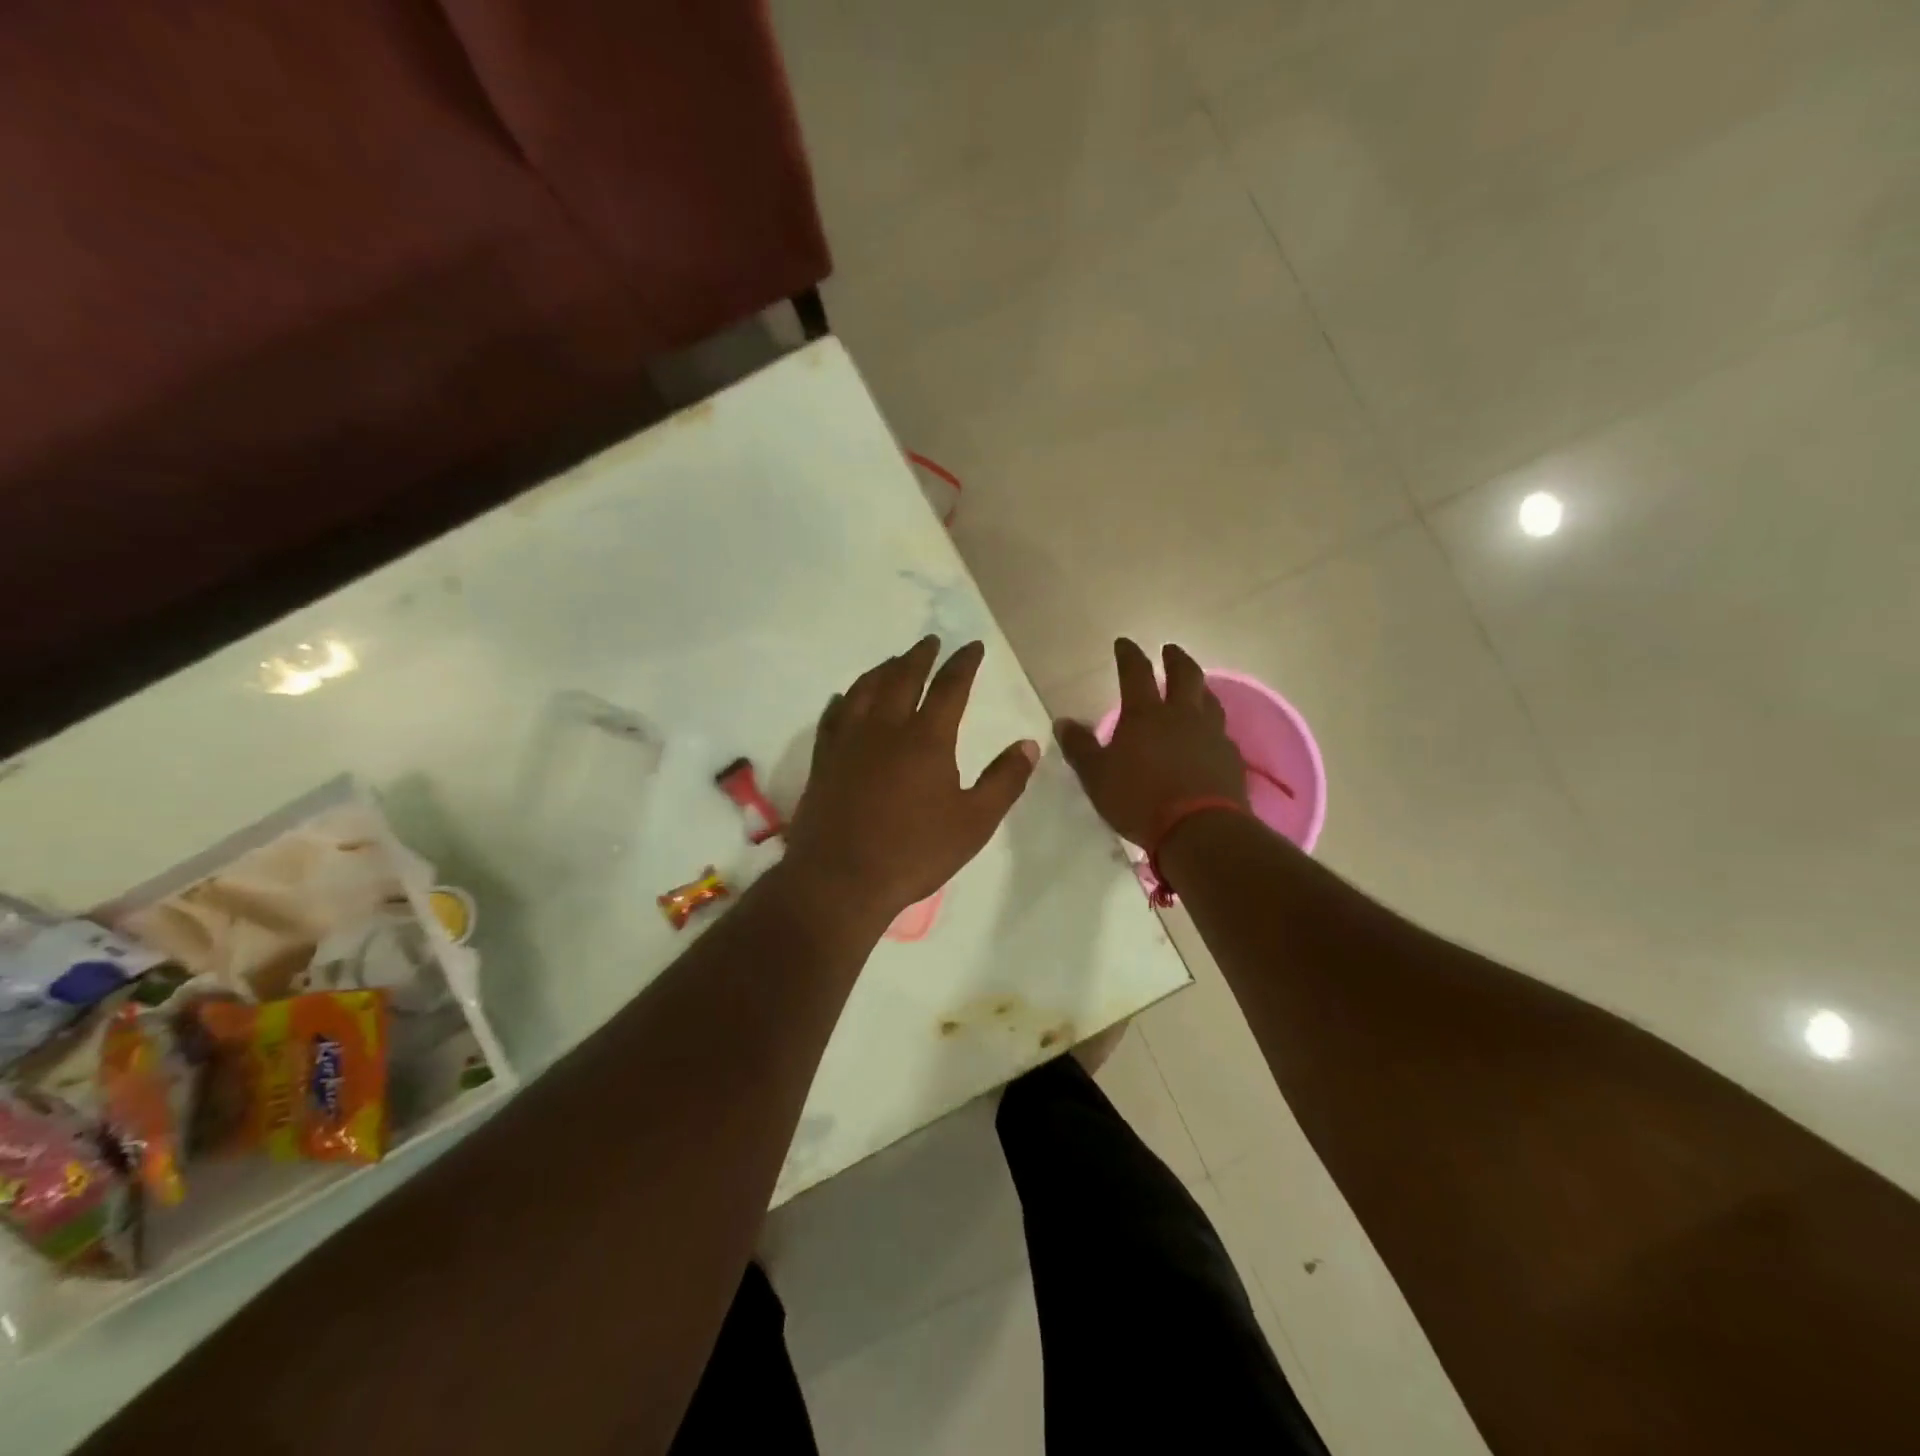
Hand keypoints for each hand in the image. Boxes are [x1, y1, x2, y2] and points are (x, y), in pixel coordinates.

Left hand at [785, 636, 1038, 928]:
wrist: (840, 879)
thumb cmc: (914, 853)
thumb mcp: (974, 822)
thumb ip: (1004, 781)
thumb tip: (1029, 744)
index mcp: (927, 738)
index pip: (950, 686)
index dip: (964, 663)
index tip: (973, 646)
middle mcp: (886, 727)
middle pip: (903, 676)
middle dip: (920, 656)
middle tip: (931, 642)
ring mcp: (849, 740)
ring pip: (866, 688)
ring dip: (883, 669)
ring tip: (894, 661)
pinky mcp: (824, 759)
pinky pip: (834, 715)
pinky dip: (845, 699)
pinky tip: (846, 697)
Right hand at [1054, 639, 1247, 845]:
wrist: (1200, 830)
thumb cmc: (1139, 800)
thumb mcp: (1096, 776)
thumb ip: (1080, 747)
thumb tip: (1063, 721)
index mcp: (1146, 714)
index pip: (1136, 673)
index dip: (1129, 655)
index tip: (1124, 643)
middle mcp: (1182, 716)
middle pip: (1184, 675)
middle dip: (1175, 658)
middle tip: (1170, 649)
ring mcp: (1211, 735)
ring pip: (1209, 699)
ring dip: (1200, 688)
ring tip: (1195, 687)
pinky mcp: (1230, 758)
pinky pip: (1221, 732)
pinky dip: (1212, 725)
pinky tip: (1209, 735)